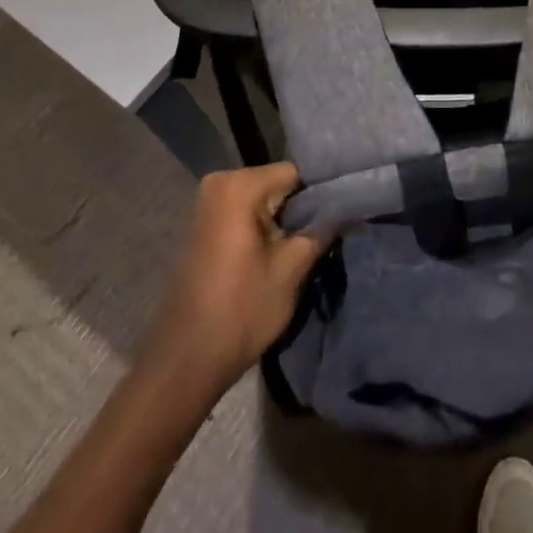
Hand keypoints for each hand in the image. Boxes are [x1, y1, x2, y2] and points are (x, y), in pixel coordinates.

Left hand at [143, 163, 327, 395]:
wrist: (186, 360)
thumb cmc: (241, 310)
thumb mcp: (291, 269)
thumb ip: (320, 230)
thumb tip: (346, 208)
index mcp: (239, 186)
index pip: (296, 173)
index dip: (322, 192)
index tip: (344, 211)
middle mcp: (220, 183)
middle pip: (278, 184)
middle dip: (302, 207)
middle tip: (330, 231)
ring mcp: (209, 204)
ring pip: (264, 200)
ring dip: (285, 220)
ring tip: (311, 242)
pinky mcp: (206, 225)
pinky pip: (246, 212)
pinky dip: (266, 227)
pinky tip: (282, 249)